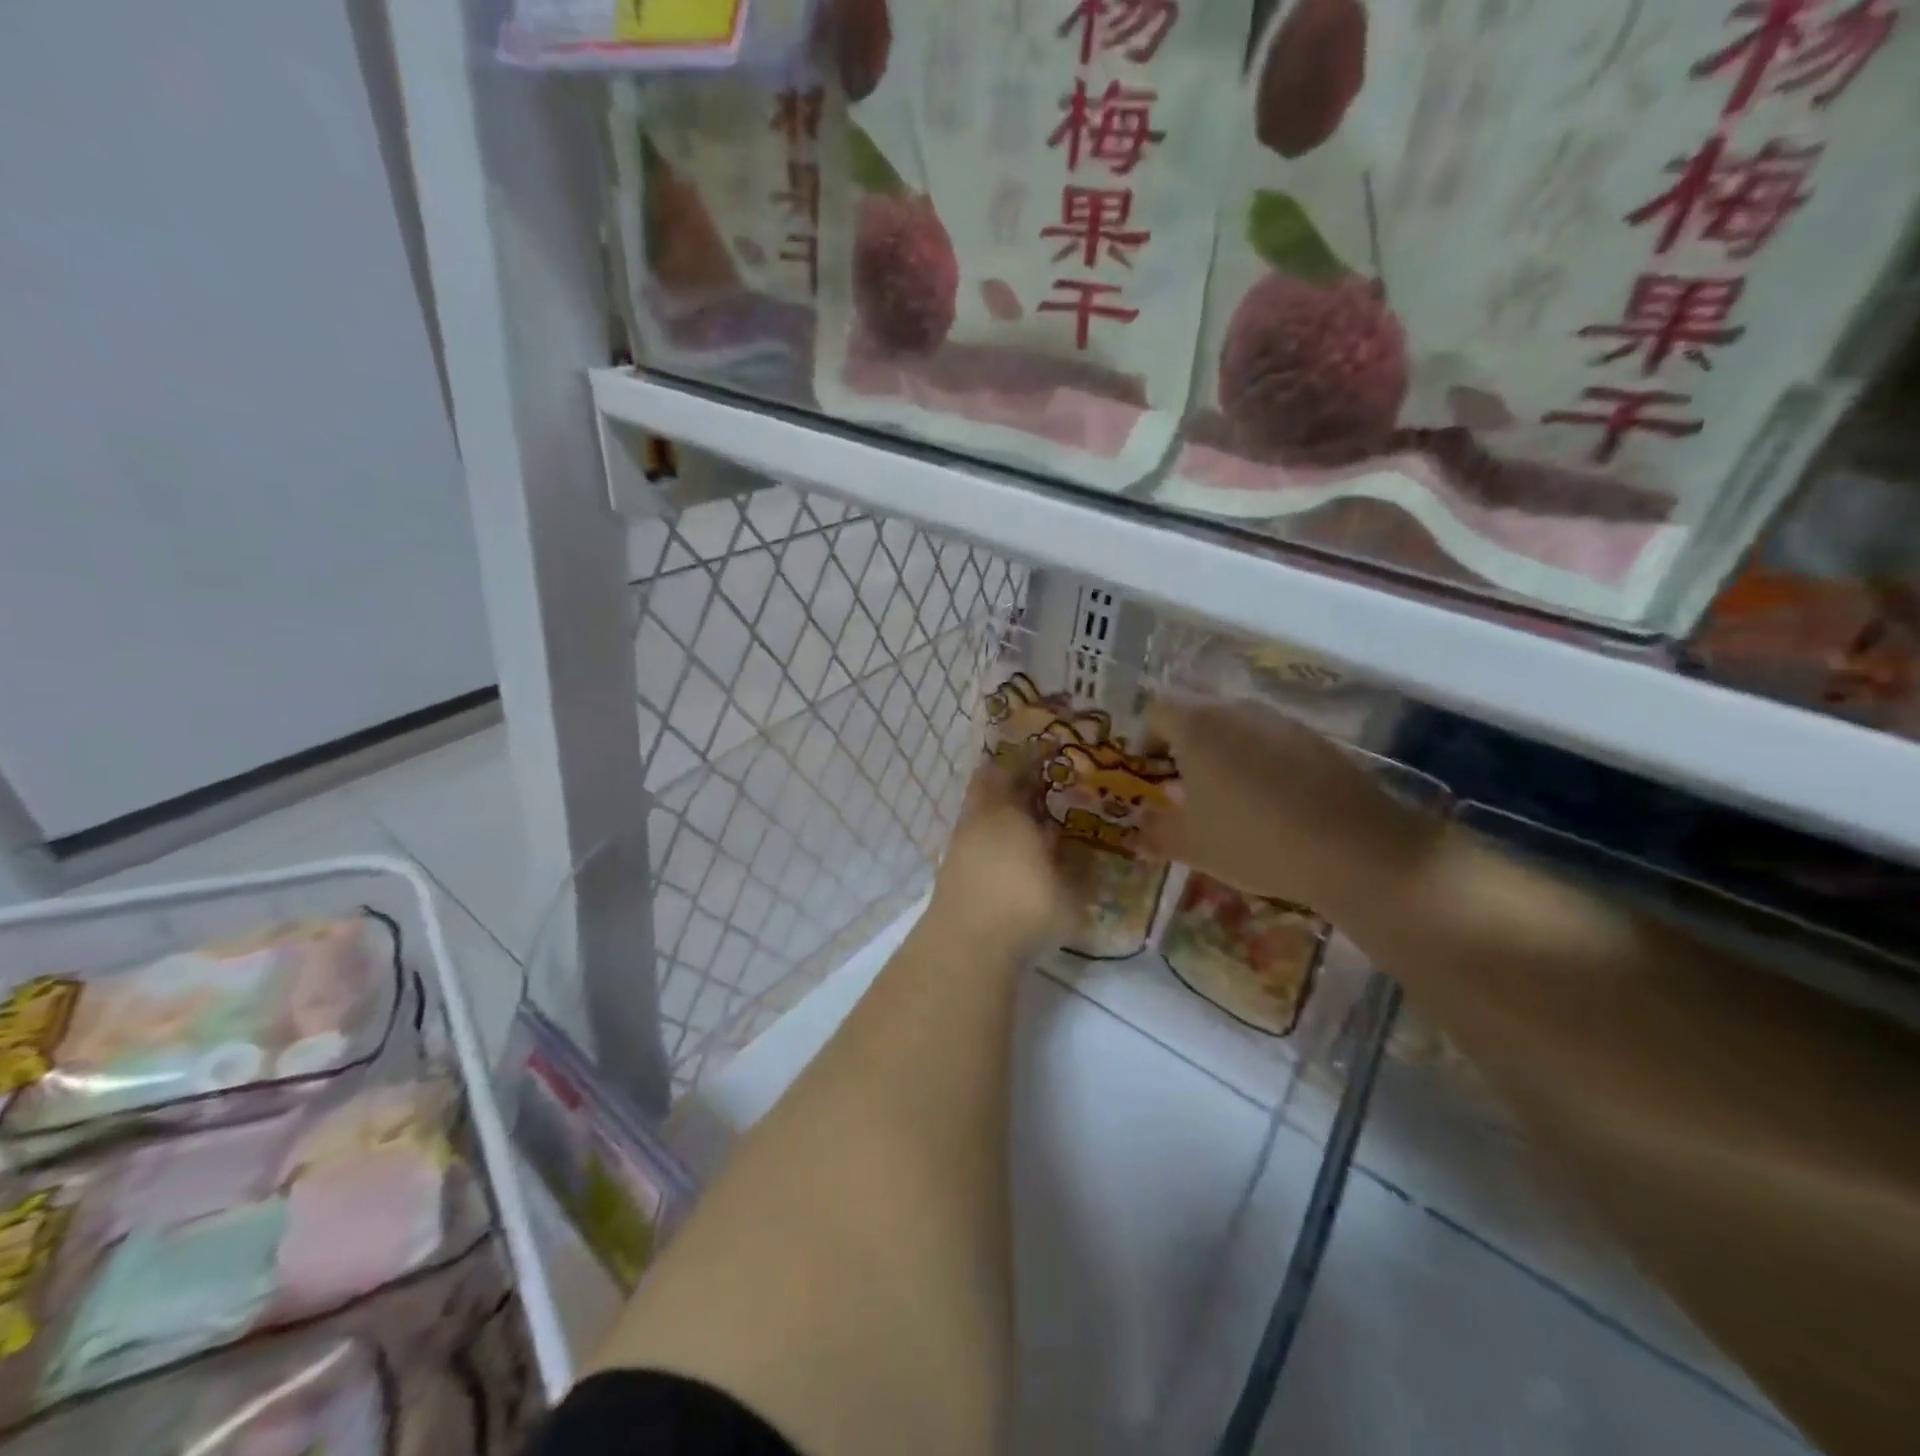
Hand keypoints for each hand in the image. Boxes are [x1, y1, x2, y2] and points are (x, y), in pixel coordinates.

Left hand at [928, 763, 1077, 960]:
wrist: (967, 947)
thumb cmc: (1026, 909)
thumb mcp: (1070, 895)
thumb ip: (1076, 873)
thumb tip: (1078, 855)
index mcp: (1009, 813)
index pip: (1014, 771)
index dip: (1030, 760)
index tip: (1047, 753)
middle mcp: (981, 820)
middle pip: (987, 785)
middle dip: (1008, 780)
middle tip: (1034, 783)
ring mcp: (959, 845)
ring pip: (978, 814)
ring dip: (997, 812)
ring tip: (1025, 824)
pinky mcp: (948, 872)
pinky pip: (971, 841)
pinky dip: (988, 840)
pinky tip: (1007, 857)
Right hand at [1144, 698, 1439, 915]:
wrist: (1354, 849)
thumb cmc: (1254, 840)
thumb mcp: (1192, 846)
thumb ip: (1156, 832)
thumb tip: (1140, 827)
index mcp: (1198, 729)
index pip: (1157, 714)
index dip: (1147, 741)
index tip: (1152, 776)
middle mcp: (1237, 713)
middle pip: (1198, 719)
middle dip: (1186, 751)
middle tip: (1187, 793)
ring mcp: (1281, 724)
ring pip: (1238, 731)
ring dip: (1225, 757)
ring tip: (1231, 801)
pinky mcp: (1317, 741)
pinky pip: (1273, 745)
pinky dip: (1262, 766)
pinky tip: (1274, 806)